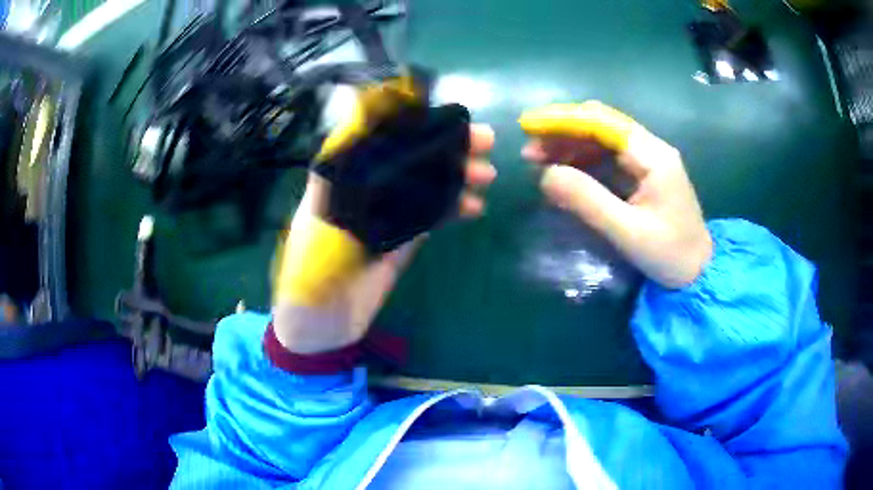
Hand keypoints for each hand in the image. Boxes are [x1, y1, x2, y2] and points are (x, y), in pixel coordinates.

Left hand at [273, 124, 495, 353]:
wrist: (322, 324)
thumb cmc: (307, 275)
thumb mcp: (315, 226)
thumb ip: (335, 183)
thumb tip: (353, 133)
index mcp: (339, 177)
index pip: (375, 133)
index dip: (407, 118)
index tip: (440, 113)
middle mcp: (365, 187)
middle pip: (409, 154)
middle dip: (445, 144)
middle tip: (483, 141)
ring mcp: (387, 211)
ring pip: (426, 182)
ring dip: (457, 174)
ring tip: (486, 174)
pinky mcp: (403, 237)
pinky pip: (432, 214)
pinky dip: (454, 207)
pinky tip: (475, 206)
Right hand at [519, 101, 711, 287]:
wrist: (698, 272)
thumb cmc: (669, 254)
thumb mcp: (628, 232)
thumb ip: (588, 201)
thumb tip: (545, 175)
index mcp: (653, 156)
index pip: (602, 122)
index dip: (563, 121)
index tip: (528, 126)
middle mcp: (650, 149)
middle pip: (600, 125)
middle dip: (562, 132)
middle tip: (529, 152)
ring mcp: (647, 160)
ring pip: (601, 140)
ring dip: (569, 146)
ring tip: (538, 162)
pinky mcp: (643, 174)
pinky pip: (607, 158)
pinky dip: (582, 161)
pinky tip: (563, 172)